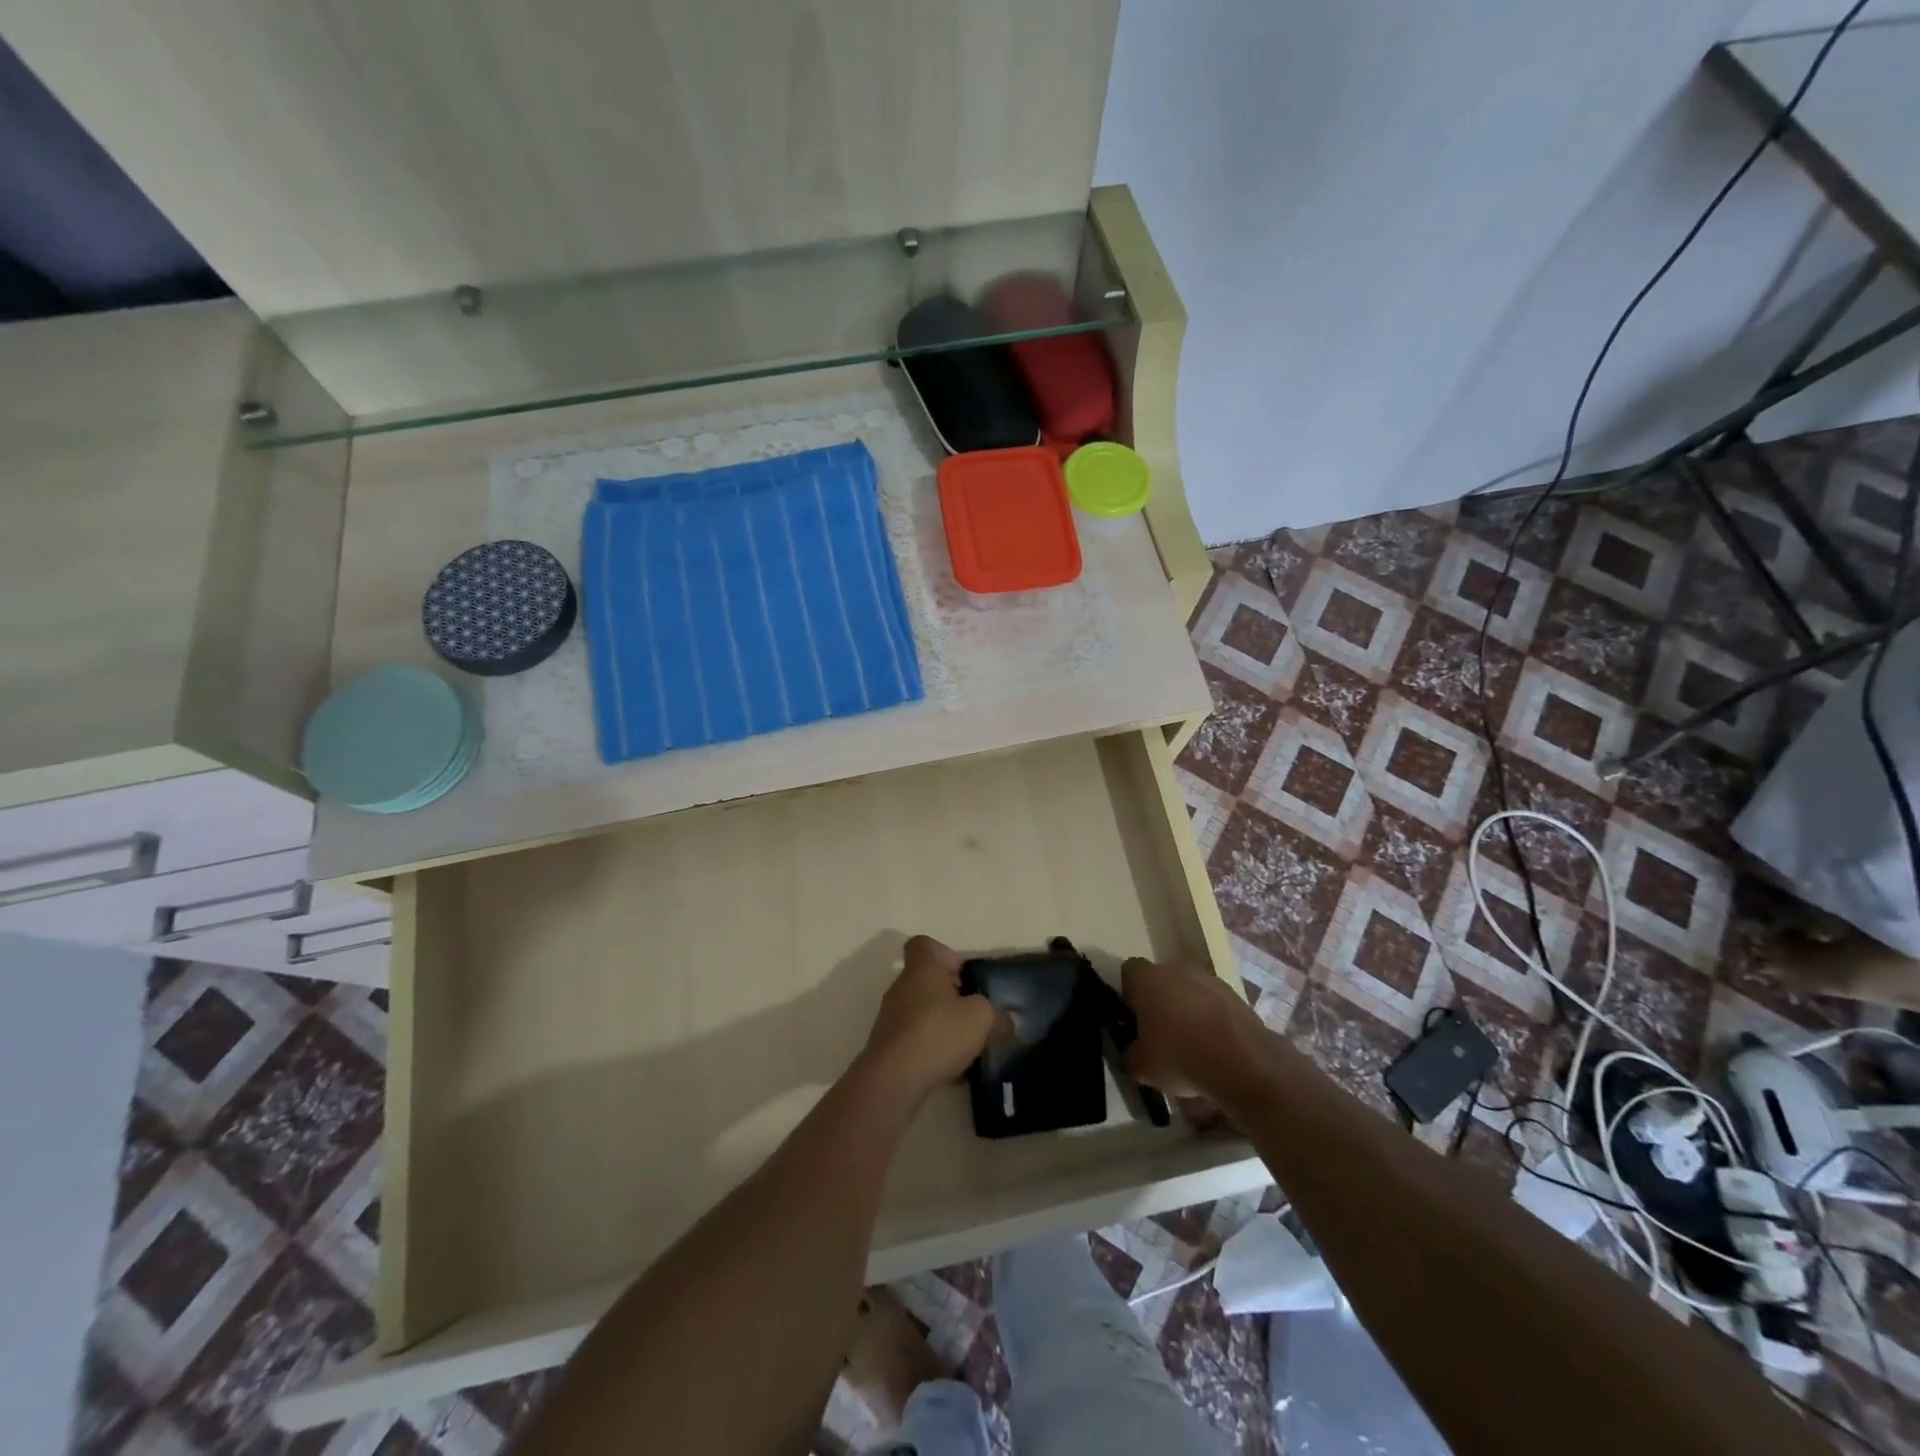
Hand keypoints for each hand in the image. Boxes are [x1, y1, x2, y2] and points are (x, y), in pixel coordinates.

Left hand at [858, 936, 1000, 1104]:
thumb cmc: (938, 1033)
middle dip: (951, 994)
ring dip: (943, 1023)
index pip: (924, 944)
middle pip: (926, 979)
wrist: (893, 1079)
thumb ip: (998, 1016)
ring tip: (967, 1045)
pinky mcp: (889, 1046)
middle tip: (974, 1013)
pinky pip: (915, 1038)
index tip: (965, 975)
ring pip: (922, 1010)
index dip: (946, 954)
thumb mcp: (982, 1019)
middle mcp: (902, 986)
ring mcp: (891, 1017)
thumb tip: (1007, 1020)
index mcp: (922, 968)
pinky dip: (932, 1047)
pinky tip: (952, 1068)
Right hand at [1121, 956, 1274, 1103]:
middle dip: (1160, 1003)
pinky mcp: (1238, 997)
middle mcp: (1178, 969)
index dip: (1129, 993)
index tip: (1133, 1018)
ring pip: (1191, 992)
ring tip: (1191, 1047)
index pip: (1130, 971)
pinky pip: (1215, 1006)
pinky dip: (1212, 1022)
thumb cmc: (1180, 1056)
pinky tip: (1215, 1050)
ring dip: (1188, 1011)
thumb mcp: (1141, 1067)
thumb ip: (1131, 1054)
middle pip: (1162, 980)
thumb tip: (1133, 1053)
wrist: (1243, 1064)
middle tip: (1160, 1035)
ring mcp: (1212, 981)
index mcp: (1149, 978)